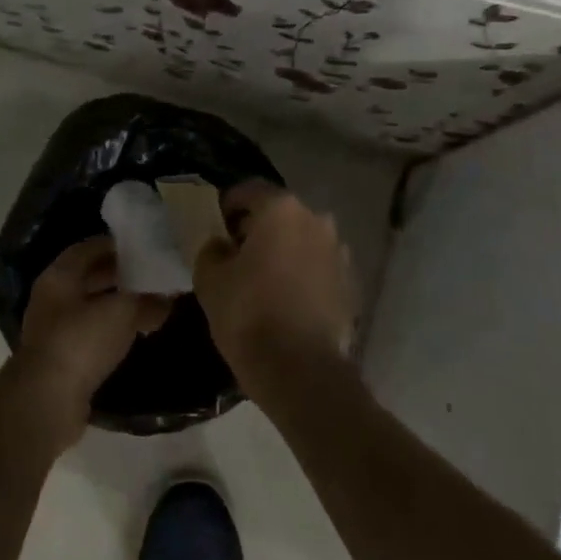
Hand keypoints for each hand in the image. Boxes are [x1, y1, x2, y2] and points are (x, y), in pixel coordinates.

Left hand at [13, 236, 170, 448]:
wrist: (47, 400)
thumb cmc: (81, 341)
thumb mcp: (122, 312)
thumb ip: (147, 300)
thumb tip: (167, 298)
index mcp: (59, 276)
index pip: (89, 248)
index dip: (117, 245)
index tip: (146, 247)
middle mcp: (52, 298)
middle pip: (89, 277)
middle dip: (120, 275)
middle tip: (153, 275)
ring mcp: (53, 330)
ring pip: (91, 307)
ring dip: (117, 305)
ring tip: (150, 304)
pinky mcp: (61, 359)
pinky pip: (91, 334)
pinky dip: (112, 331)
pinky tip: (135, 335)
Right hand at [193, 182, 356, 403]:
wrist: (300, 369)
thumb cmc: (248, 315)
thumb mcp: (210, 279)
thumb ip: (212, 250)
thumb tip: (221, 245)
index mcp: (282, 210)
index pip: (248, 191)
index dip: (227, 206)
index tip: (215, 227)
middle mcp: (317, 221)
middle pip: (280, 215)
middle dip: (257, 229)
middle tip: (235, 255)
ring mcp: (339, 252)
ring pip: (302, 241)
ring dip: (283, 252)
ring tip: (262, 280)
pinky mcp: (350, 283)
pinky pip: (317, 268)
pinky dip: (302, 275)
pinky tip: (285, 300)